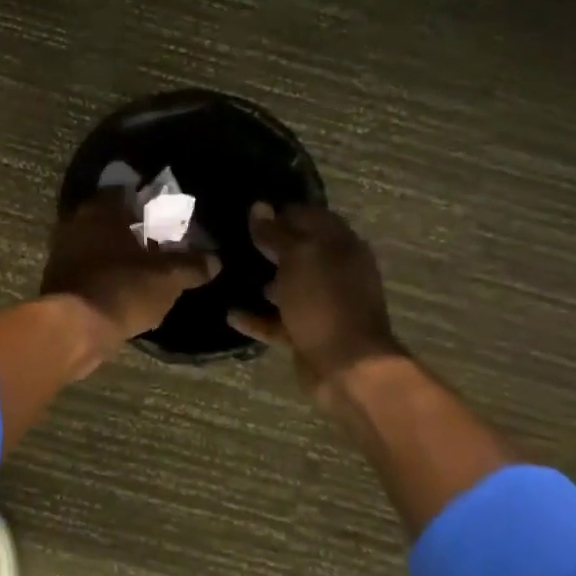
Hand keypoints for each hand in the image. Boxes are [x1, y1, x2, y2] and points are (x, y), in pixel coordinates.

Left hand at [40, 194, 218, 345]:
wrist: (73, 329)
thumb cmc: (123, 289)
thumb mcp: (168, 278)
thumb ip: (192, 265)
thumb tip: (214, 260)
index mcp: (102, 209)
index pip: (126, 191)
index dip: (148, 201)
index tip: (166, 214)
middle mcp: (77, 221)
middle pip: (109, 218)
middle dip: (132, 228)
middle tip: (158, 242)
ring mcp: (62, 250)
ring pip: (96, 242)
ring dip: (116, 252)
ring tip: (143, 267)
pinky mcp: (56, 278)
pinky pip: (86, 266)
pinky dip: (103, 272)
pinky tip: (122, 286)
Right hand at [227, 202, 403, 397]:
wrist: (348, 368)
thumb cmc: (325, 302)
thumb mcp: (298, 258)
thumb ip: (276, 233)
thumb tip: (259, 207)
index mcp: (340, 246)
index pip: (310, 216)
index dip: (281, 211)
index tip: (248, 210)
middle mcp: (334, 271)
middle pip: (298, 250)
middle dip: (268, 244)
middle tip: (232, 238)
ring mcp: (322, 304)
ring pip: (288, 285)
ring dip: (262, 279)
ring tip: (227, 272)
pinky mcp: (308, 332)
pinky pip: (277, 320)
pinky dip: (256, 317)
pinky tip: (230, 313)